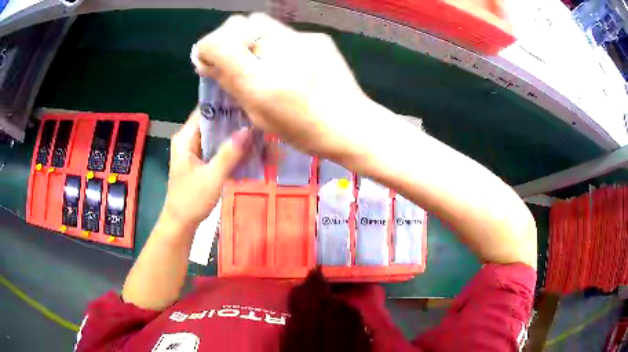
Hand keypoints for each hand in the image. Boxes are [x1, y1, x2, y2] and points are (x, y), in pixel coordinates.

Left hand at [162, 109, 249, 227]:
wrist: (181, 223)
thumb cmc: (191, 199)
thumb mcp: (213, 176)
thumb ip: (230, 153)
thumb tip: (249, 129)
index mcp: (185, 138)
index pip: (205, 110)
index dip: (224, 104)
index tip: (246, 100)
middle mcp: (189, 140)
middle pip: (213, 122)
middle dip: (233, 120)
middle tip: (257, 117)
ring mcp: (194, 151)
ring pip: (216, 136)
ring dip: (234, 135)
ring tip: (257, 130)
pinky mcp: (200, 161)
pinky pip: (217, 149)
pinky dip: (230, 149)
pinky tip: (248, 149)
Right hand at [195, 13, 377, 160]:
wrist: (352, 123)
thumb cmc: (303, 130)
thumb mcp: (259, 114)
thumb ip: (230, 83)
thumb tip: (206, 62)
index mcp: (261, 78)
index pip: (217, 42)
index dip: (205, 49)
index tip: (208, 61)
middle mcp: (279, 49)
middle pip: (238, 22)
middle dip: (227, 38)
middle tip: (233, 60)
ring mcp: (302, 38)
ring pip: (261, 22)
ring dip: (250, 38)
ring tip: (260, 60)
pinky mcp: (318, 37)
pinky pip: (284, 32)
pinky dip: (275, 43)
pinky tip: (288, 62)